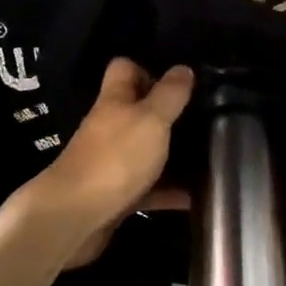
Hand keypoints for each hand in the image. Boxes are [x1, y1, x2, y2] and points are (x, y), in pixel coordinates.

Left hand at [20, 59, 193, 266]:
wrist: (75, 217)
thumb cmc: (115, 158)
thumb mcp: (151, 119)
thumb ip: (170, 94)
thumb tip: (183, 68)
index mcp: (115, 101)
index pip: (124, 69)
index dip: (149, 68)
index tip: (180, 81)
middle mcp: (110, 127)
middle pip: (138, 111)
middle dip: (169, 114)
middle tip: (206, 117)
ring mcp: (112, 162)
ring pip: (146, 150)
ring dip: (173, 154)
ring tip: (210, 154)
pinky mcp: (117, 195)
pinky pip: (149, 188)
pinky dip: (170, 191)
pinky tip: (197, 196)